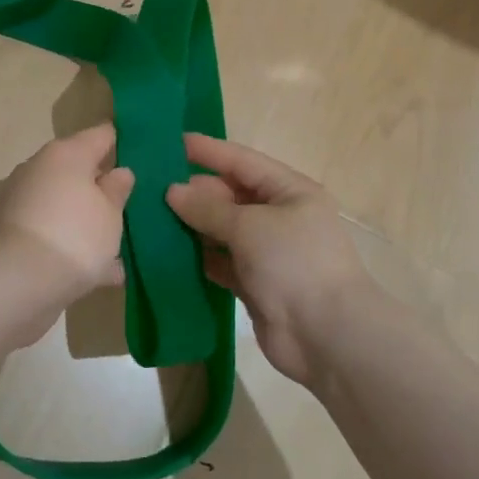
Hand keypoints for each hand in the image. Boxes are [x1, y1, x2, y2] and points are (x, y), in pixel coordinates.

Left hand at [0, 124, 134, 301]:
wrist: (18, 282)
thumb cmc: (75, 235)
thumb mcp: (111, 213)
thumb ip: (117, 190)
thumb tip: (119, 172)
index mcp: (66, 154)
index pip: (101, 134)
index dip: (124, 141)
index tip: (144, 152)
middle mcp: (41, 170)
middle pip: (80, 170)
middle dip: (104, 185)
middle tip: (134, 202)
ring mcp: (25, 203)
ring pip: (68, 204)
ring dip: (91, 220)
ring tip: (123, 243)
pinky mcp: (17, 235)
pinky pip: (57, 233)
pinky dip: (76, 247)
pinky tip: (107, 272)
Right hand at [166, 134, 374, 385]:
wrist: (327, 336)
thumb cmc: (294, 264)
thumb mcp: (250, 226)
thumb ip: (208, 208)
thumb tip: (172, 191)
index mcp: (290, 191)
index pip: (242, 161)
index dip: (208, 151)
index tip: (172, 142)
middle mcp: (280, 216)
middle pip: (230, 195)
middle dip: (194, 191)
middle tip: (151, 185)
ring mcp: (268, 252)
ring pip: (223, 230)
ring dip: (192, 224)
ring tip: (151, 215)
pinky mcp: (256, 284)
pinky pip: (221, 261)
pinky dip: (199, 257)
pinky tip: (168, 252)